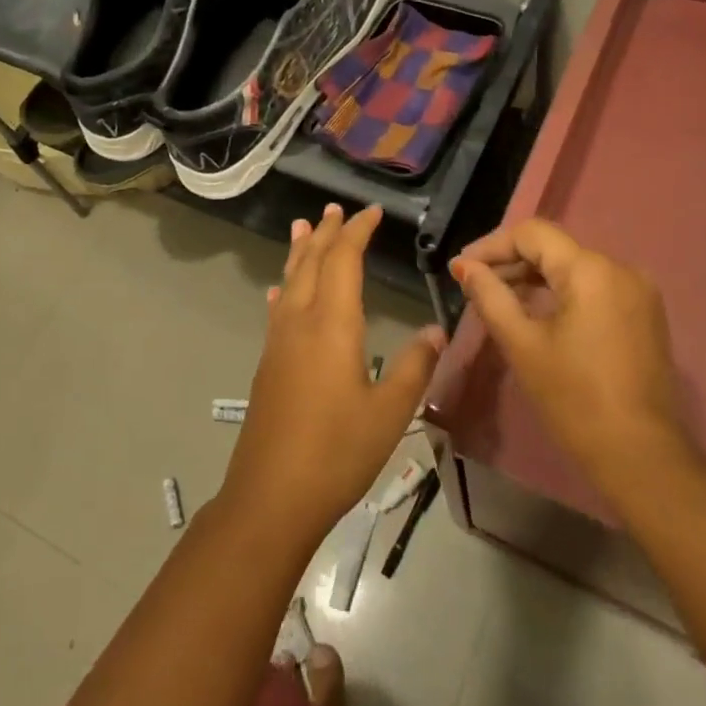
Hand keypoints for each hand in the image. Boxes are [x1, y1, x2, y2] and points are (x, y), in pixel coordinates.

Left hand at [221, 204, 445, 543]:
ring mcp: (279, 342)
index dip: (357, 232)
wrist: (271, 497)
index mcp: (332, 324)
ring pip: (289, 281)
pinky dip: (284, 289)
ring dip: (299, 252)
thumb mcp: (390, 412)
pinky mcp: (268, 364)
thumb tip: (436, 329)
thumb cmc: (337, 451)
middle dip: (325, 233)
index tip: (372, 213)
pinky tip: (278, 292)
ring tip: (302, 227)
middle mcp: (300, 322)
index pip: (343, 260)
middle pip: (310, 262)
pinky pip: (278, 309)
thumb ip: (415, 366)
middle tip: (333, 208)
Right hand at [454, 219, 689, 506]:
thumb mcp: (522, 344)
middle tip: (473, 284)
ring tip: (498, 298)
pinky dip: (561, 292)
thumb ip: (490, 296)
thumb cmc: (573, 398)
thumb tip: (465, 267)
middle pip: (554, 248)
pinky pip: (594, 287)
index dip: (492, 245)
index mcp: (591, 270)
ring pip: (574, 267)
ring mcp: (638, 291)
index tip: (461, 269)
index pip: (533, 234)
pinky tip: (536, 312)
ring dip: (534, 277)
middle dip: (511, 261)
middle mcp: (620, 268)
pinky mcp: (644, 313)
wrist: (639, 454)